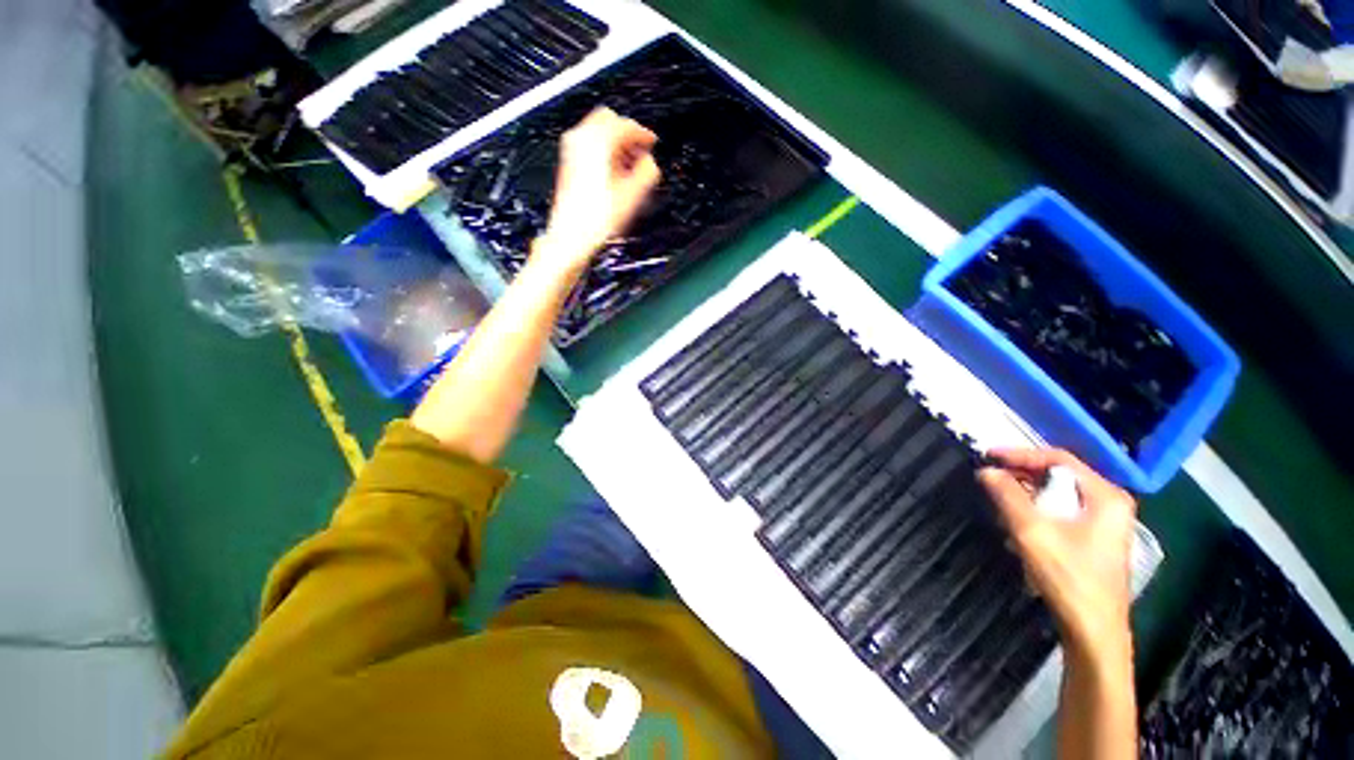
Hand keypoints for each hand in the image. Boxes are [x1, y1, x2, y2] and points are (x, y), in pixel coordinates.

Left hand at [535, 108, 660, 273]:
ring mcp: (571, 150)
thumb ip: (648, 171)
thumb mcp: (633, 195)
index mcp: (598, 142)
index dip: (643, 133)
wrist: (571, 236)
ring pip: (597, 131)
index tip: (652, 143)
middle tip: (641, 150)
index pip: (626, 124)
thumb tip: (650, 162)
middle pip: (609, 120)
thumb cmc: (597, 219)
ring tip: (629, 164)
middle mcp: (581, 140)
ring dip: (616, 142)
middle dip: (627, 134)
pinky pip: (589, 145)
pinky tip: (614, 171)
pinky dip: (604, 151)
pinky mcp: (568, 163)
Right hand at [978, 448, 1136, 659]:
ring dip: (1026, 494)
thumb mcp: (1032, 532)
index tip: (987, 456)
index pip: (1058, 459)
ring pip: (1058, 494)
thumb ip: (1007, 496)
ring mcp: (1105, 523)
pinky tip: (1018, 523)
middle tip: (990, 477)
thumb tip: (986, 470)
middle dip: (1022, 475)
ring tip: (999, 500)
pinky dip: (1037, 510)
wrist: (1093, 631)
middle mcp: (1110, 503)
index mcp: (1106, 496)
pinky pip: (1061, 511)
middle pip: (1059, 475)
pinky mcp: (1095, 539)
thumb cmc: (1069, 578)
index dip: (1020, 454)